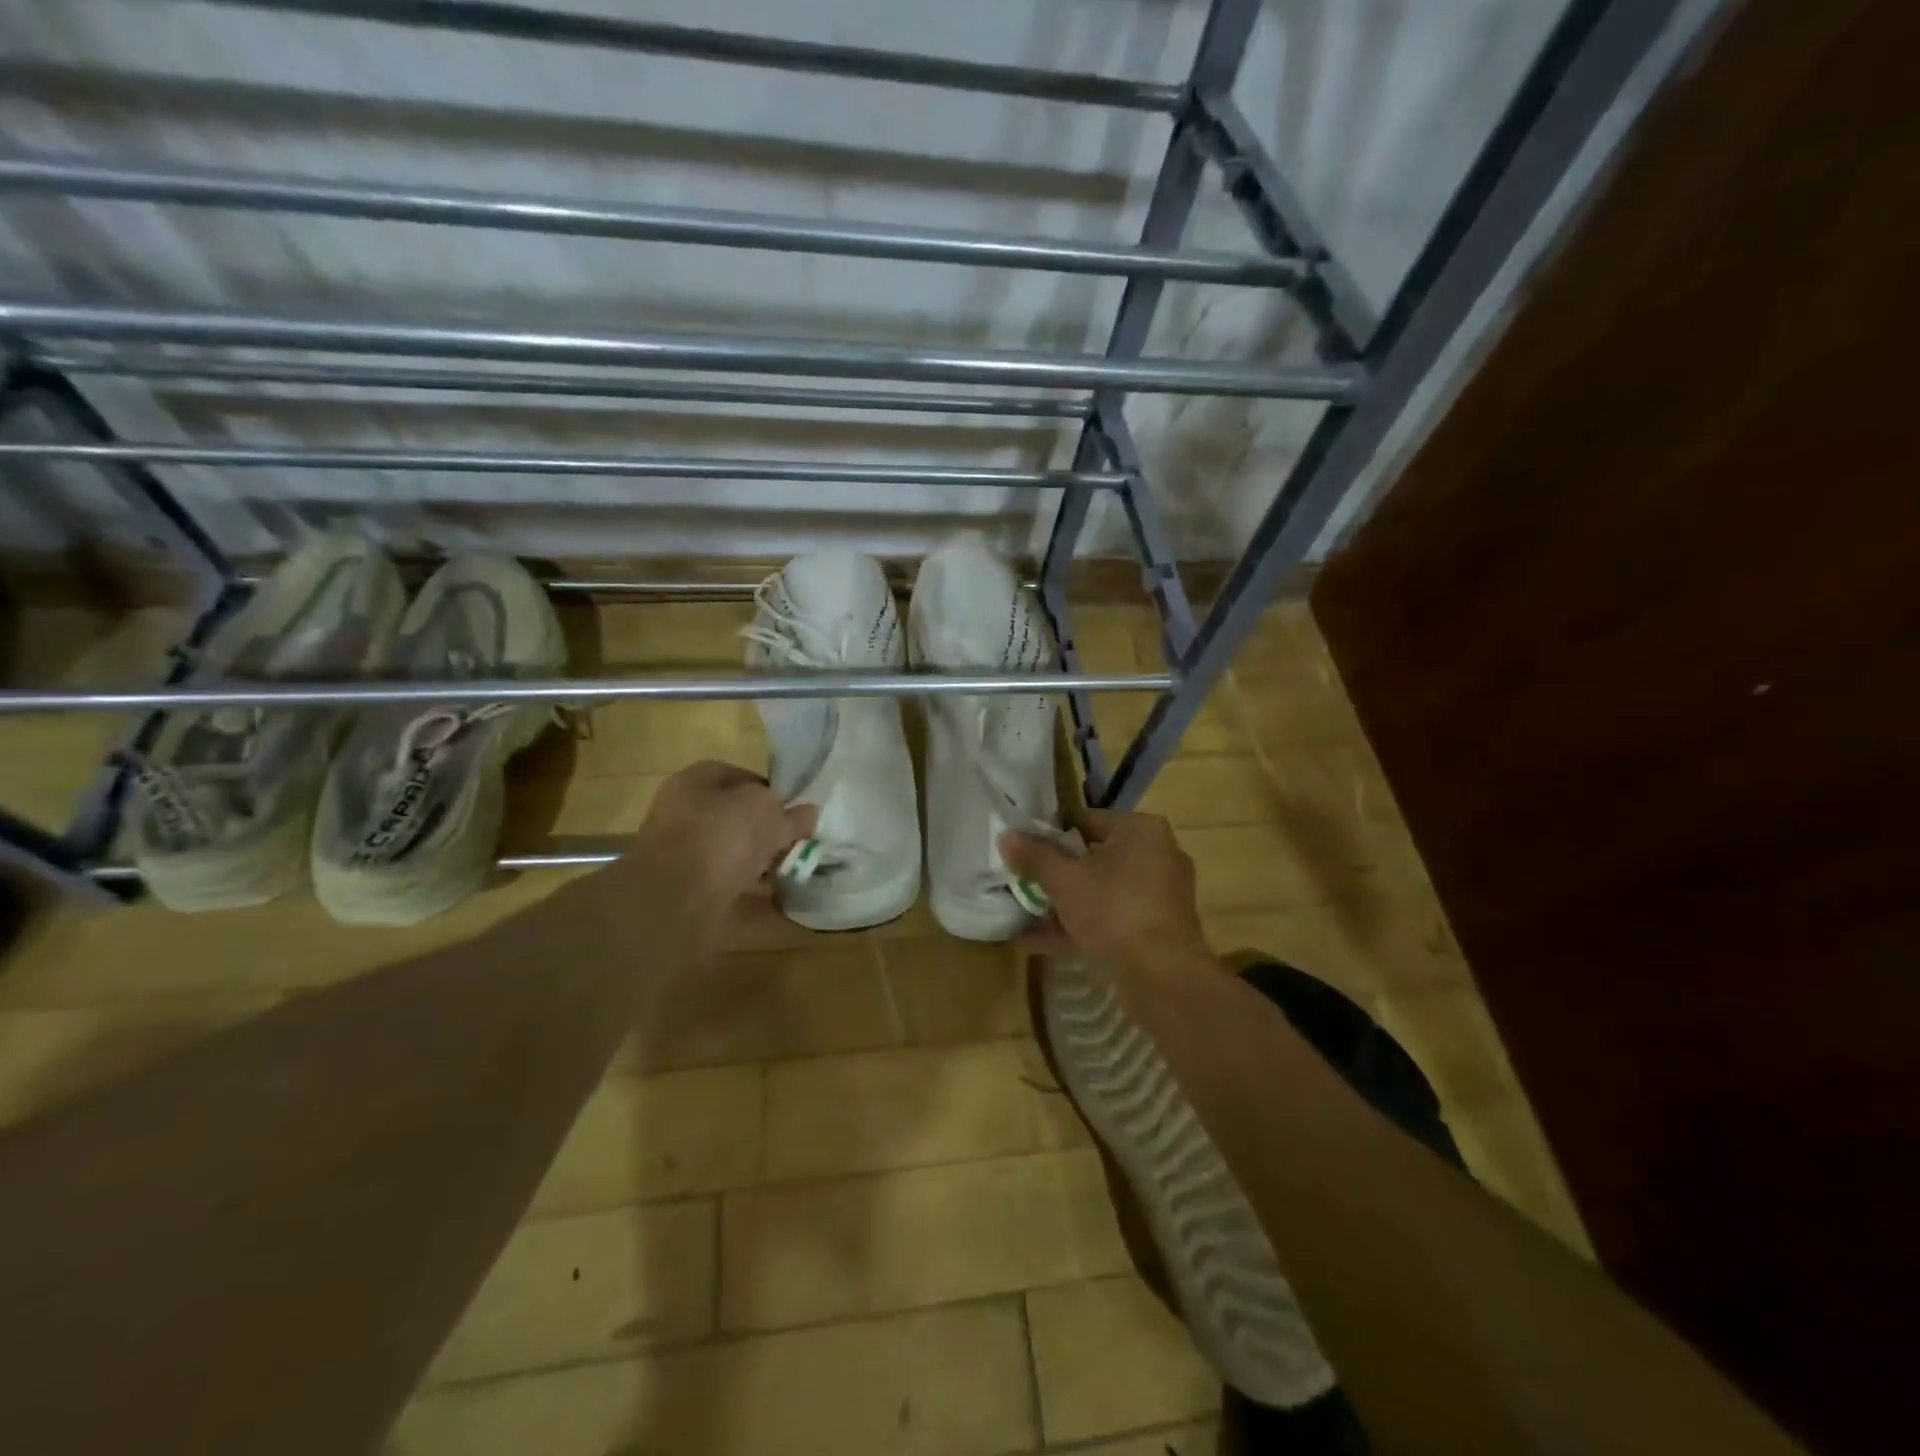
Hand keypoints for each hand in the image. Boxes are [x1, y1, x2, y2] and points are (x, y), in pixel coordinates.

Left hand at [634, 761, 816, 905]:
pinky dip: (751, 893)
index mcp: (693, 782)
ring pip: (730, 854)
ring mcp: (681, 857)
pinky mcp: (687, 893)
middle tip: (795, 840)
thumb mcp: (769, 813)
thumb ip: (790, 813)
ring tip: (791, 870)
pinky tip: (776, 897)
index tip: (792, 808)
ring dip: (759, 862)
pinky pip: (728, 888)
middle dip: (764, 830)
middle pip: (732, 818)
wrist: (679, 899)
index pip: (736, 776)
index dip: (768, 789)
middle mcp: (682, 815)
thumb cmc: (723, 835)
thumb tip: (809, 813)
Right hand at [1000, 808, 1209, 973]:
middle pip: (1093, 856)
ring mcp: (1158, 894)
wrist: (1162, 977)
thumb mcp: (1065, 880)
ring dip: (1063, 903)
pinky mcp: (1155, 928)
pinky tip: (1035, 941)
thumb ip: (1035, 857)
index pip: (1085, 820)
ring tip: (1022, 912)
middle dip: (1055, 873)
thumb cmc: (1114, 910)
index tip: (1021, 849)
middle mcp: (1156, 855)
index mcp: (1141, 830)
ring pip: (1100, 890)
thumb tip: (1006, 836)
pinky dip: (1078, 925)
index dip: (1049, 833)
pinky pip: (1110, 918)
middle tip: (1021, 880)